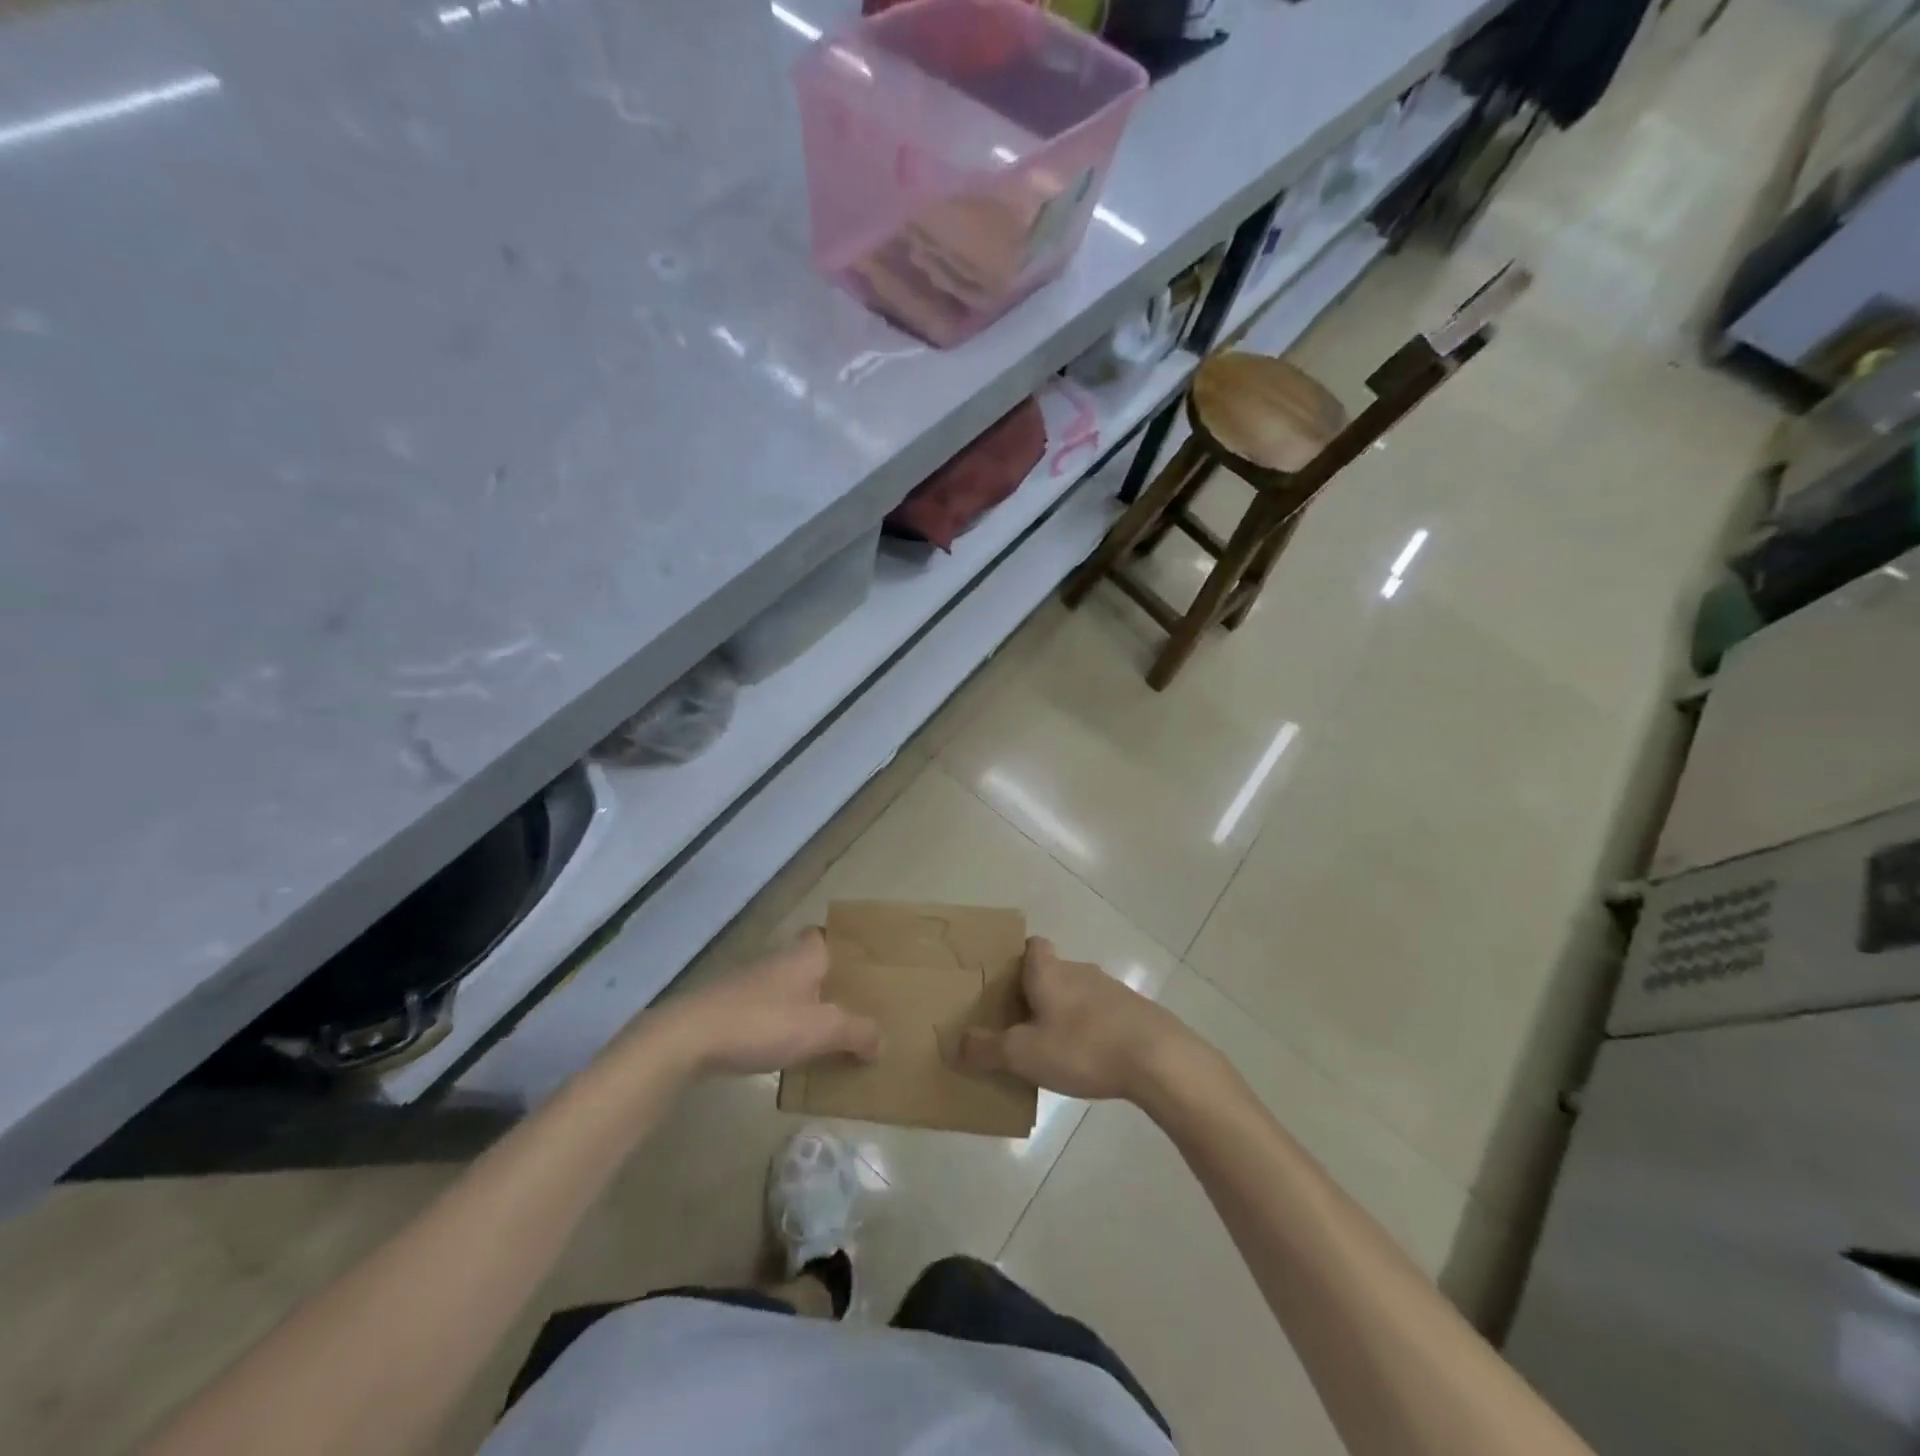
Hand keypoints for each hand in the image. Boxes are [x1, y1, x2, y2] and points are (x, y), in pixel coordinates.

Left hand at [650, 928, 881, 1077]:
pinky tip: (790, 1049)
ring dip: (805, 1005)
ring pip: (788, 988)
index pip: (825, 934)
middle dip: (829, 981)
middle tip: (855, 1004)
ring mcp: (750, 984)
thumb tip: (880, 1042)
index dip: (843, 945)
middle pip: (810, 963)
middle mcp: (778, 960)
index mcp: (804, 955)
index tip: (862, 967)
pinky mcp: (730, 1008)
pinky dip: (782, 1024)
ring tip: (830, 1032)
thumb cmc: (763, 1022)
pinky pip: (768, 1010)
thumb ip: (857, 1032)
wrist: (689, 1039)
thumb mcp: (821, 1030)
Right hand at [952, 938, 1200, 1102]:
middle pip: (1052, 971)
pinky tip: (1089, 1059)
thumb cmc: (1083, 1046)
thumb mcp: (1024, 1054)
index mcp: (1049, 971)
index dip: (1017, 959)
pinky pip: (1102, 1014)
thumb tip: (956, 1044)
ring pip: (1078, 993)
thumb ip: (987, 1049)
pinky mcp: (1134, 1012)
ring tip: (1052, 1047)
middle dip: (1036, 993)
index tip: (1005, 984)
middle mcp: (1079, 970)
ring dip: (1065, 1012)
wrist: (1158, 1059)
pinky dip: (1091, 1029)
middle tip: (1019, 1024)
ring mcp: (1111, 990)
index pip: (1032, 945)